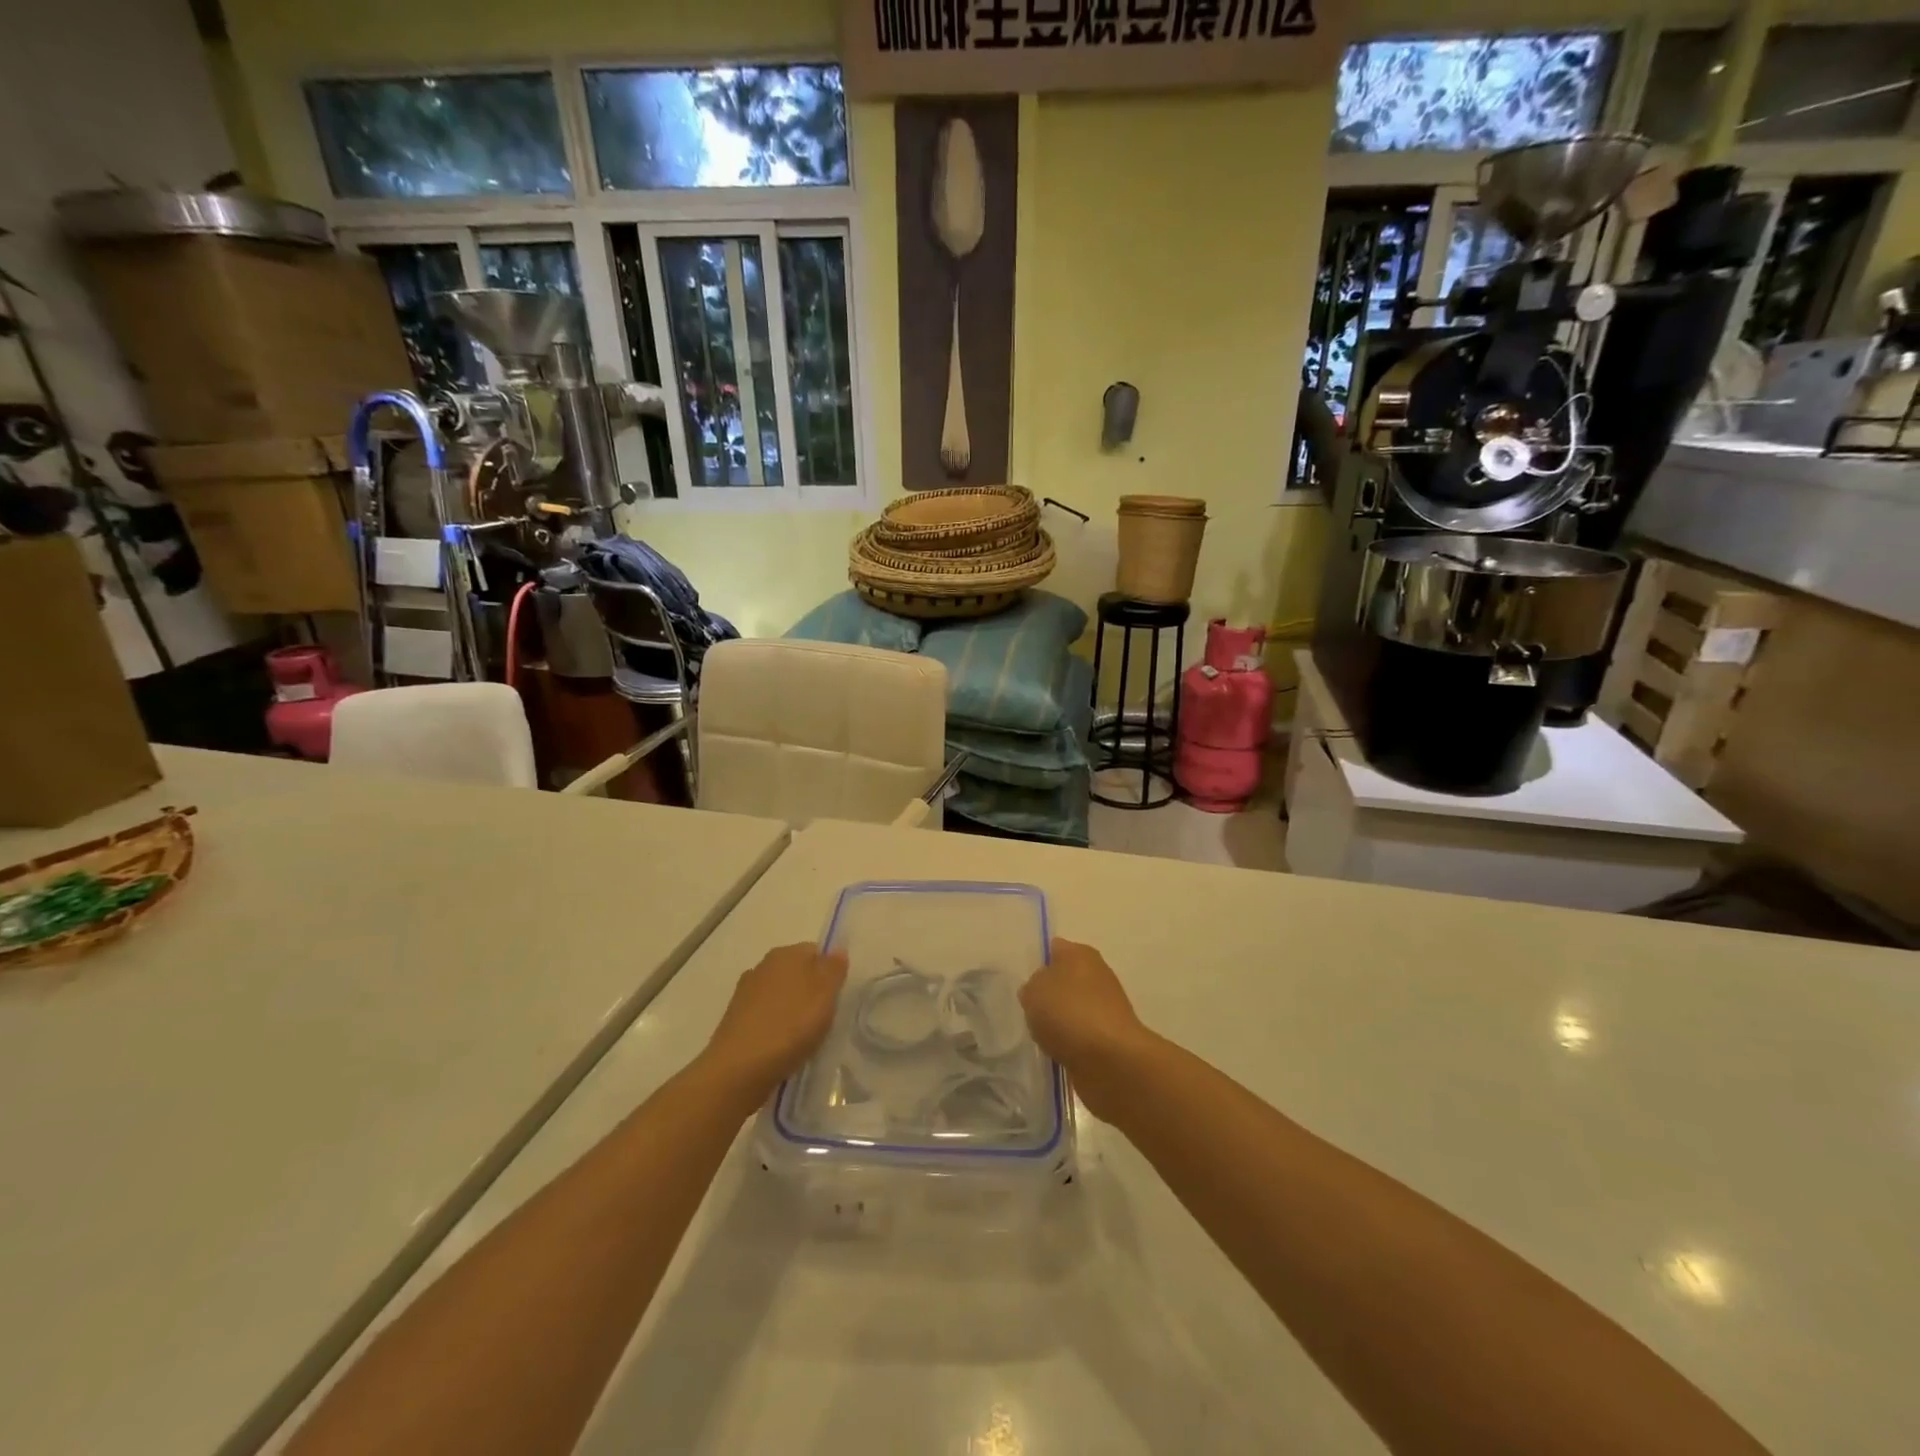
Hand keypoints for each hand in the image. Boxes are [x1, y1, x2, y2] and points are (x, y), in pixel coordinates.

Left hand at [701, 943, 847, 1104]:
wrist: (738, 1070)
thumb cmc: (790, 1026)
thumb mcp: (824, 995)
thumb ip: (833, 969)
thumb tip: (837, 950)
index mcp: (785, 954)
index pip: (816, 951)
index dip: (830, 972)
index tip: (837, 997)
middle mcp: (763, 966)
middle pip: (797, 973)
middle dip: (811, 991)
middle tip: (825, 1018)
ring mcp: (746, 993)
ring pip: (781, 996)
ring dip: (792, 1011)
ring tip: (805, 1037)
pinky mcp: (735, 1021)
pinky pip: (766, 1017)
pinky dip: (776, 1027)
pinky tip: (783, 1048)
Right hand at [1018, 938, 1152, 1118]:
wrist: (1112, 1061)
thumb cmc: (1070, 1014)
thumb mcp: (1034, 992)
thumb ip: (1031, 986)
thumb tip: (1040, 991)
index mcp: (1080, 954)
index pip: (1053, 949)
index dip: (1037, 962)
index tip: (1021, 980)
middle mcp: (1096, 975)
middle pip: (1063, 980)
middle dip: (1047, 994)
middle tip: (1027, 1009)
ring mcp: (1105, 1008)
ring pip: (1071, 1009)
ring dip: (1057, 1021)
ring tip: (1038, 1034)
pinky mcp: (1109, 1038)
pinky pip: (1079, 1036)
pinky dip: (1068, 1044)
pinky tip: (1055, 1052)